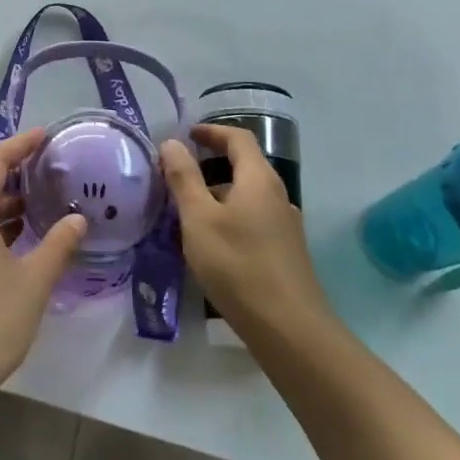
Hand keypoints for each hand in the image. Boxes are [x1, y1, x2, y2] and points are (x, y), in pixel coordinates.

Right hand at [161, 125, 331, 343]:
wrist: (288, 328)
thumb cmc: (237, 264)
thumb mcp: (199, 218)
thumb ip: (184, 178)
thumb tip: (172, 143)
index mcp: (259, 179)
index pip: (238, 138)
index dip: (212, 131)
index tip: (187, 134)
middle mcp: (277, 196)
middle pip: (244, 166)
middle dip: (210, 163)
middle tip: (177, 173)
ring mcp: (284, 225)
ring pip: (247, 196)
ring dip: (218, 193)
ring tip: (186, 210)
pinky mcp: (284, 251)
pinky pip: (252, 219)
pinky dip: (229, 216)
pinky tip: (209, 242)